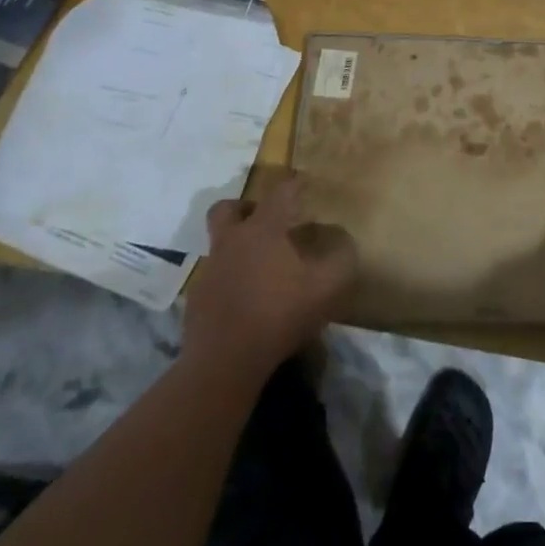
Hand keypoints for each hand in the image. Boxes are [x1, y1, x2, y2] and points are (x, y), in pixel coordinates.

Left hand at [183, 175, 357, 377]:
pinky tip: (246, 300)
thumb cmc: (278, 315)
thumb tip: (347, 243)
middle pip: (226, 209)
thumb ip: (342, 261)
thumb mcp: (326, 289)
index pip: (279, 192)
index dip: (294, 184)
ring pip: (219, 245)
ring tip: (260, 267)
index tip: (305, 183)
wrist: (224, 363)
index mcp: (263, 230)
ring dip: (237, 247)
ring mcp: (210, 271)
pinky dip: (229, 280)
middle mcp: (232, 242)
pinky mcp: (197, 300)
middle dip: (244, 208)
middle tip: (264, 220)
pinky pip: (214, 278)